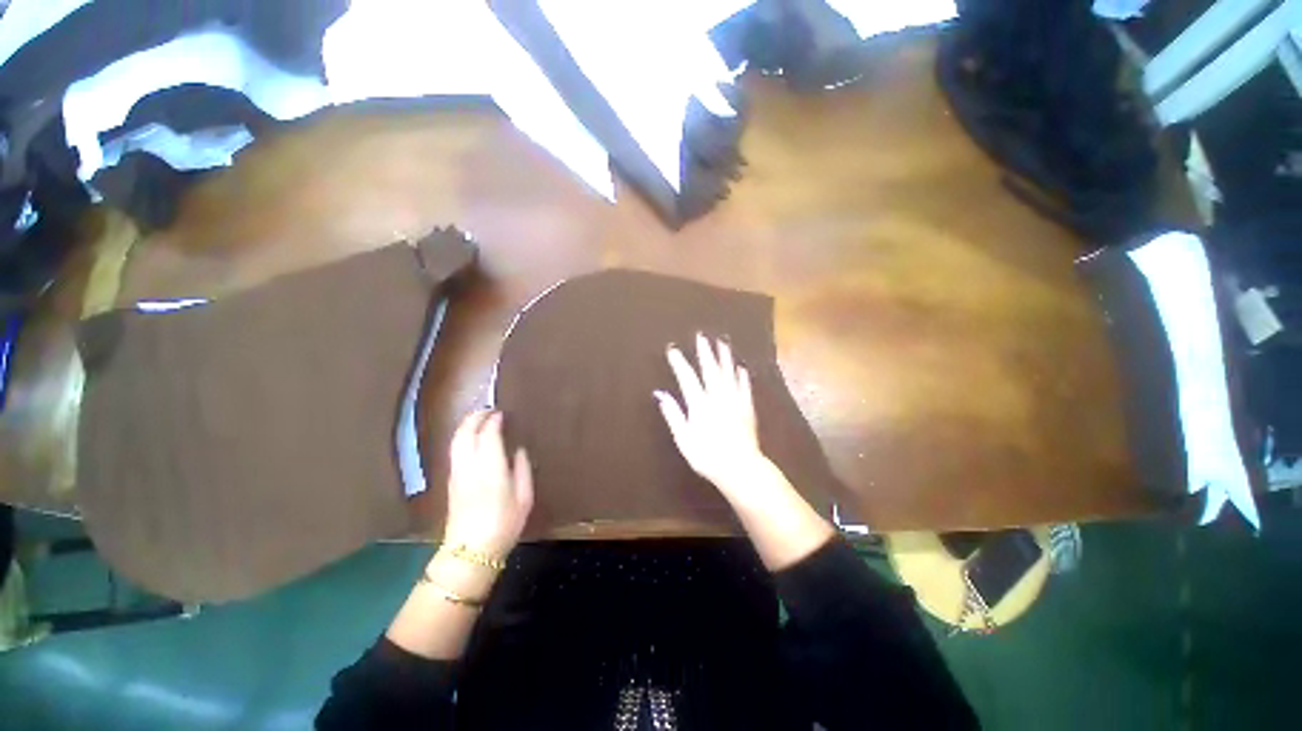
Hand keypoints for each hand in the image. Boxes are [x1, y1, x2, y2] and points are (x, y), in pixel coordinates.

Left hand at [442, 411, 533, 557]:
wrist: (471, 551)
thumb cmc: (505, 523)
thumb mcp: (524, 497)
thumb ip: (522, 469)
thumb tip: (518, 450)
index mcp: (491, 467)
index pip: (489, 434)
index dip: (494, 420)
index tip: (503, 413)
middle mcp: (470, 465)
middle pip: (466, 433)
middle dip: (475, 417)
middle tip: (488, 409)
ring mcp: (457, 473)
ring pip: (456, 440)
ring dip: (466, 426)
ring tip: (478, 419)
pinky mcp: (451, 481)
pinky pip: (455, 451)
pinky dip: (462, 437)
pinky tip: (470, 438)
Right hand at [655, 334, 768, 497]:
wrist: (740, 467)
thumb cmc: (707, 455)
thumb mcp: (683, 438)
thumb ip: (673, 414)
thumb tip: (660, 394)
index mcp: (699, 403)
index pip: (687, 377)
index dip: (679, 361)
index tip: (672, 348)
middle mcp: (718, 396)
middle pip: (710, 369)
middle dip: (704, 351)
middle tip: (702, 335)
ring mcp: (735, 400)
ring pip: (729, 373)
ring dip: (725, 356)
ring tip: (723, 341)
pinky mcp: (747, 408)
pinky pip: (744, 386)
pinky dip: (742, 375)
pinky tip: (741, 367)